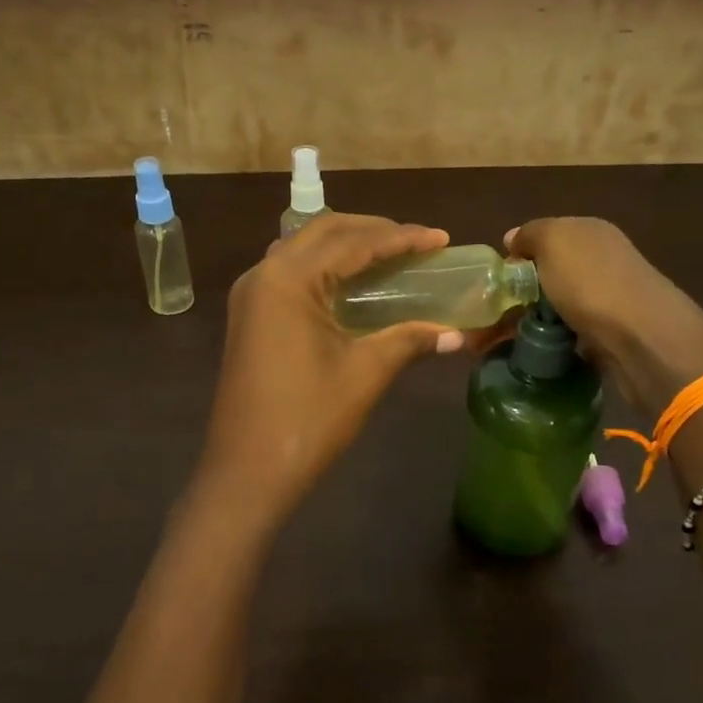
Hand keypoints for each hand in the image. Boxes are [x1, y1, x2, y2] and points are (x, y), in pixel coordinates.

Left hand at [195, 215, 464, 527]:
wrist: (247, 472)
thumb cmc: (307, 419)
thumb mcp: (364, 373)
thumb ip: (408, 340)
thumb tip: (456, 335)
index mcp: (288, 279)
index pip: (353, 242)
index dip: (402, 237)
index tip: (441, 238)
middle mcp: (263, 274)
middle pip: (323, 232)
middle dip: (372, 231)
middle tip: (416, 242)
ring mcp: (251, 296)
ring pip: (303, 249)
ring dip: (346, 245)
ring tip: (389, 255)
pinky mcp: (249, 317)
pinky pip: (290, 273)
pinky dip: (324, 268)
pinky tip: (351, 284)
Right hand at [505, 218, 702, 413]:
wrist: (642, 339)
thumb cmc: (592, 283)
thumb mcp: (554, 241)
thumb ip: (531, 234)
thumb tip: (514, 239)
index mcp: (590, 232)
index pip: (543, 237)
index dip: (515, 257)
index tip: (491, 284)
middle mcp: (601, 260)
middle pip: (549, 274)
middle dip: (519, 295)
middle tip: (488, 320)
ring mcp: (608, 299)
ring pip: (557, 307)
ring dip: (531, 323)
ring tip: (502, 343)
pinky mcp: (610, 334)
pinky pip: (570, 334)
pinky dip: (551, 343)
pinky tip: (535, 353)